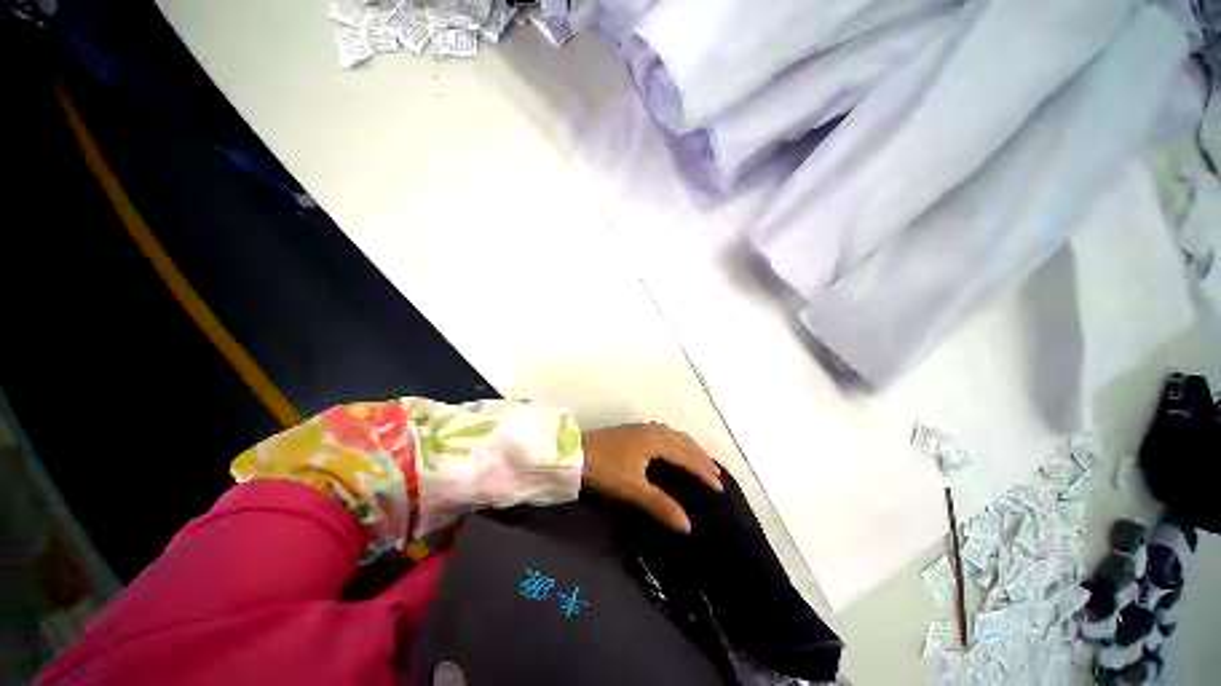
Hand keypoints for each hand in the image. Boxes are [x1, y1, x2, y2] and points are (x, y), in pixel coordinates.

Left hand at [580, 422, 722, 533]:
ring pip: (672, 435)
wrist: (574, 452)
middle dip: (700, 456)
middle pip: (682, 441)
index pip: (686, 456)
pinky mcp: (632, 431)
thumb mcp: (632, 489)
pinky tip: (671, 446)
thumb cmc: (604, 469)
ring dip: (688, 447)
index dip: (703, 471)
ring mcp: (640, 428)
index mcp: (655, 441)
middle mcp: (652, 431)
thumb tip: (688, 526)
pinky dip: (675, 441)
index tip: (719, 486)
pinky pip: (663, 433)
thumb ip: (660, 505)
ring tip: (700, 458)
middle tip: (715, 472)